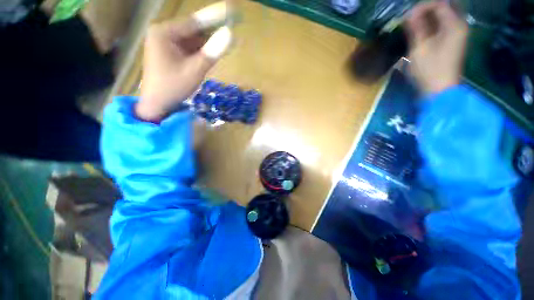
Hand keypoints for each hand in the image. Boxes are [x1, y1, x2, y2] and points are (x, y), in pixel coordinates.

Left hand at [136, 2, 232, 121]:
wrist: (157, 104)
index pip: (195, 22)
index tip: (232, 10)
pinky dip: (201, 52)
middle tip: (231, 27)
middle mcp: (164, 34)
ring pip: (193, 40)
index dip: (215, 16)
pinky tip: (210, 55)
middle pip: (194, 30)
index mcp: (164, 33)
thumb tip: (230, 34)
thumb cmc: (173, 87)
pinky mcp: (170, 54)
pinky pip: (189, 49)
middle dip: (212, 31)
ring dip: (208, 44)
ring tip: (224, 42)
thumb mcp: (195, 70)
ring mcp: (166, 44)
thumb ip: (212, 52)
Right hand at [405, 2, 467, 93]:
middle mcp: (459, 25)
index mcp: (454, 25)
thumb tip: (409, 15)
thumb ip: (416, 29)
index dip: (422, 7)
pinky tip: (421, 31)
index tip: (406, 17)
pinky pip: (443, 25)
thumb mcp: (419, 49)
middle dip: (426, 10)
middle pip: (444, 7)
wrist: (439, 90)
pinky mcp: (453, 41)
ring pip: (443, 16)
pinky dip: (432, 25)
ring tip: (413, 25)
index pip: (439, 3)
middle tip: (410, 19)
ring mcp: (458, 34)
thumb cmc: (429, 70)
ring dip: (428, 17)